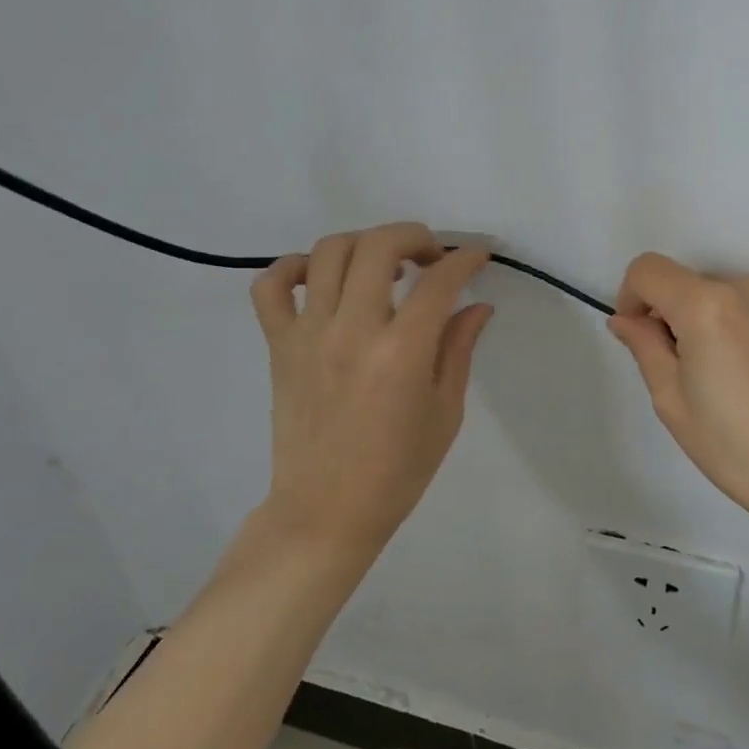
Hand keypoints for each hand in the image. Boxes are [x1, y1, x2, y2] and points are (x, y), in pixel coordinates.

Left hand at [250, 223, 493, 556]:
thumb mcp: (445, 413)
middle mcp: (352, 331)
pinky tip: (319, 278)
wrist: (325, 512)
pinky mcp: (279, 345)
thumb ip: (459, 349)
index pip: (439, 282)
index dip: (465, 258)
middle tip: (431, 256)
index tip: (478, 255)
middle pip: (379, 246)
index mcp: (402, 354)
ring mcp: (308, 335)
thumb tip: (477, 304)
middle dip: (414, 235)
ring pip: (328, 253)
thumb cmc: (397, 471)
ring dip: (364, 244)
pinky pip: (271, 286)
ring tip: (383, 266)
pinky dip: (293, 268)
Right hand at [609, 254, 748, 587]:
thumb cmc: (745, 453)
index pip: (648, 269)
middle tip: (696, 374)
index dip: (633, 297)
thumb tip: (627, 319)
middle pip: (694, 284)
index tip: (643, 336)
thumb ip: (645, 348)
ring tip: (744, 379)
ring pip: (735, 296)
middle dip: (681, 317)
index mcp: (707, 306)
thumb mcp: (675, 405)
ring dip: (723, 321)